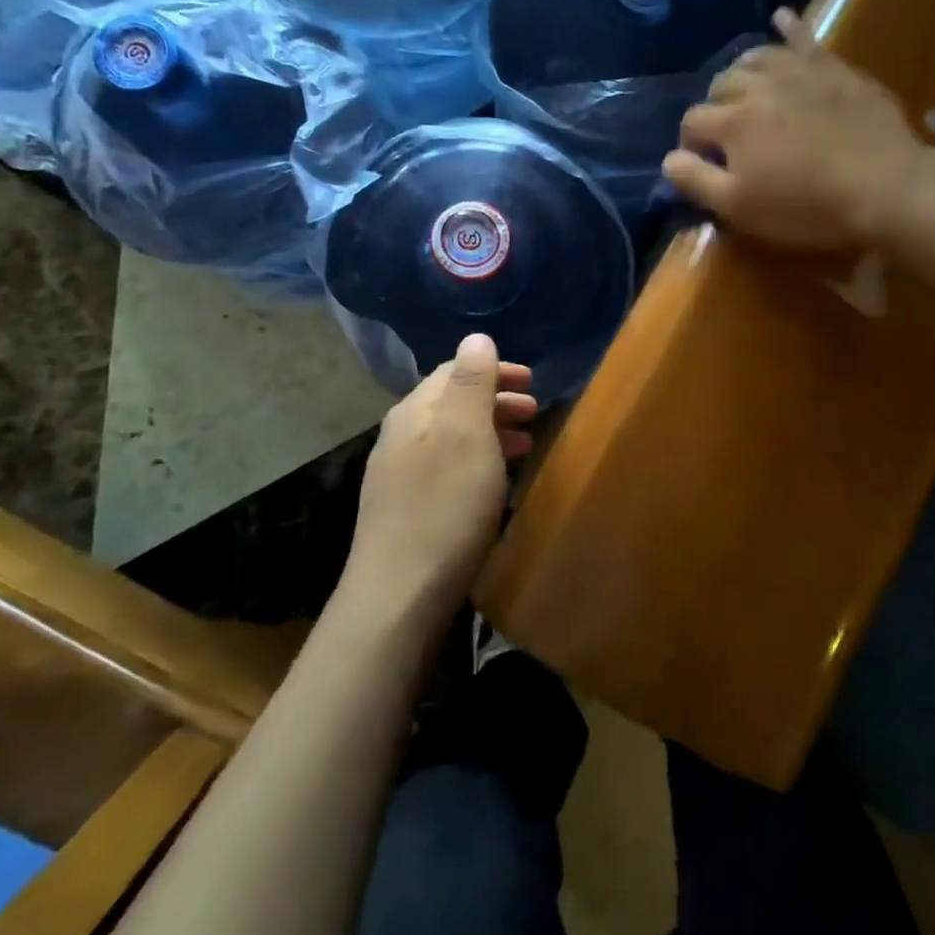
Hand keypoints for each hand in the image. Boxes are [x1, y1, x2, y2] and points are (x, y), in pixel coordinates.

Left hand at [343, 335, 536, 628]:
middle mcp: (399, 437)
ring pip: (451, 438)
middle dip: (496, 401)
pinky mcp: (404, 512)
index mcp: (414, 412)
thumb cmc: (444, 508)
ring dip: (490, 433)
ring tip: (525, 446)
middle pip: (452, 404)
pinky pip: (447, 468)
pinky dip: (478, 462)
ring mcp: (398, 477)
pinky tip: (494, 484)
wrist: (398, 598)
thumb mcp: (466, 435)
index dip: (495, 371)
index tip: (533, 382)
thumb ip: (472, 382)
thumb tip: (476, 336)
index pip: (454, 371)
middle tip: (536, 412)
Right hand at [663, 9, 925, 251]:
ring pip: (754, 58)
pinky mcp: (832, 67)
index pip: (692, 122)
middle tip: (727, 134)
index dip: (691, 144)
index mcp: (731, 122)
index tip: (703, 163)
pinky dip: (788, 26)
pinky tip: (780, 17)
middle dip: (714, 107)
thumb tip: (667, 159)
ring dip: (741, 72)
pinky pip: (803, 37)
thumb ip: (696, 181)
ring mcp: (796, 71)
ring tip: (744, 89)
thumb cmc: (807, 206)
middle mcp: (757, 86)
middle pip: (719, 85)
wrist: (884, 185)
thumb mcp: (740, 207)